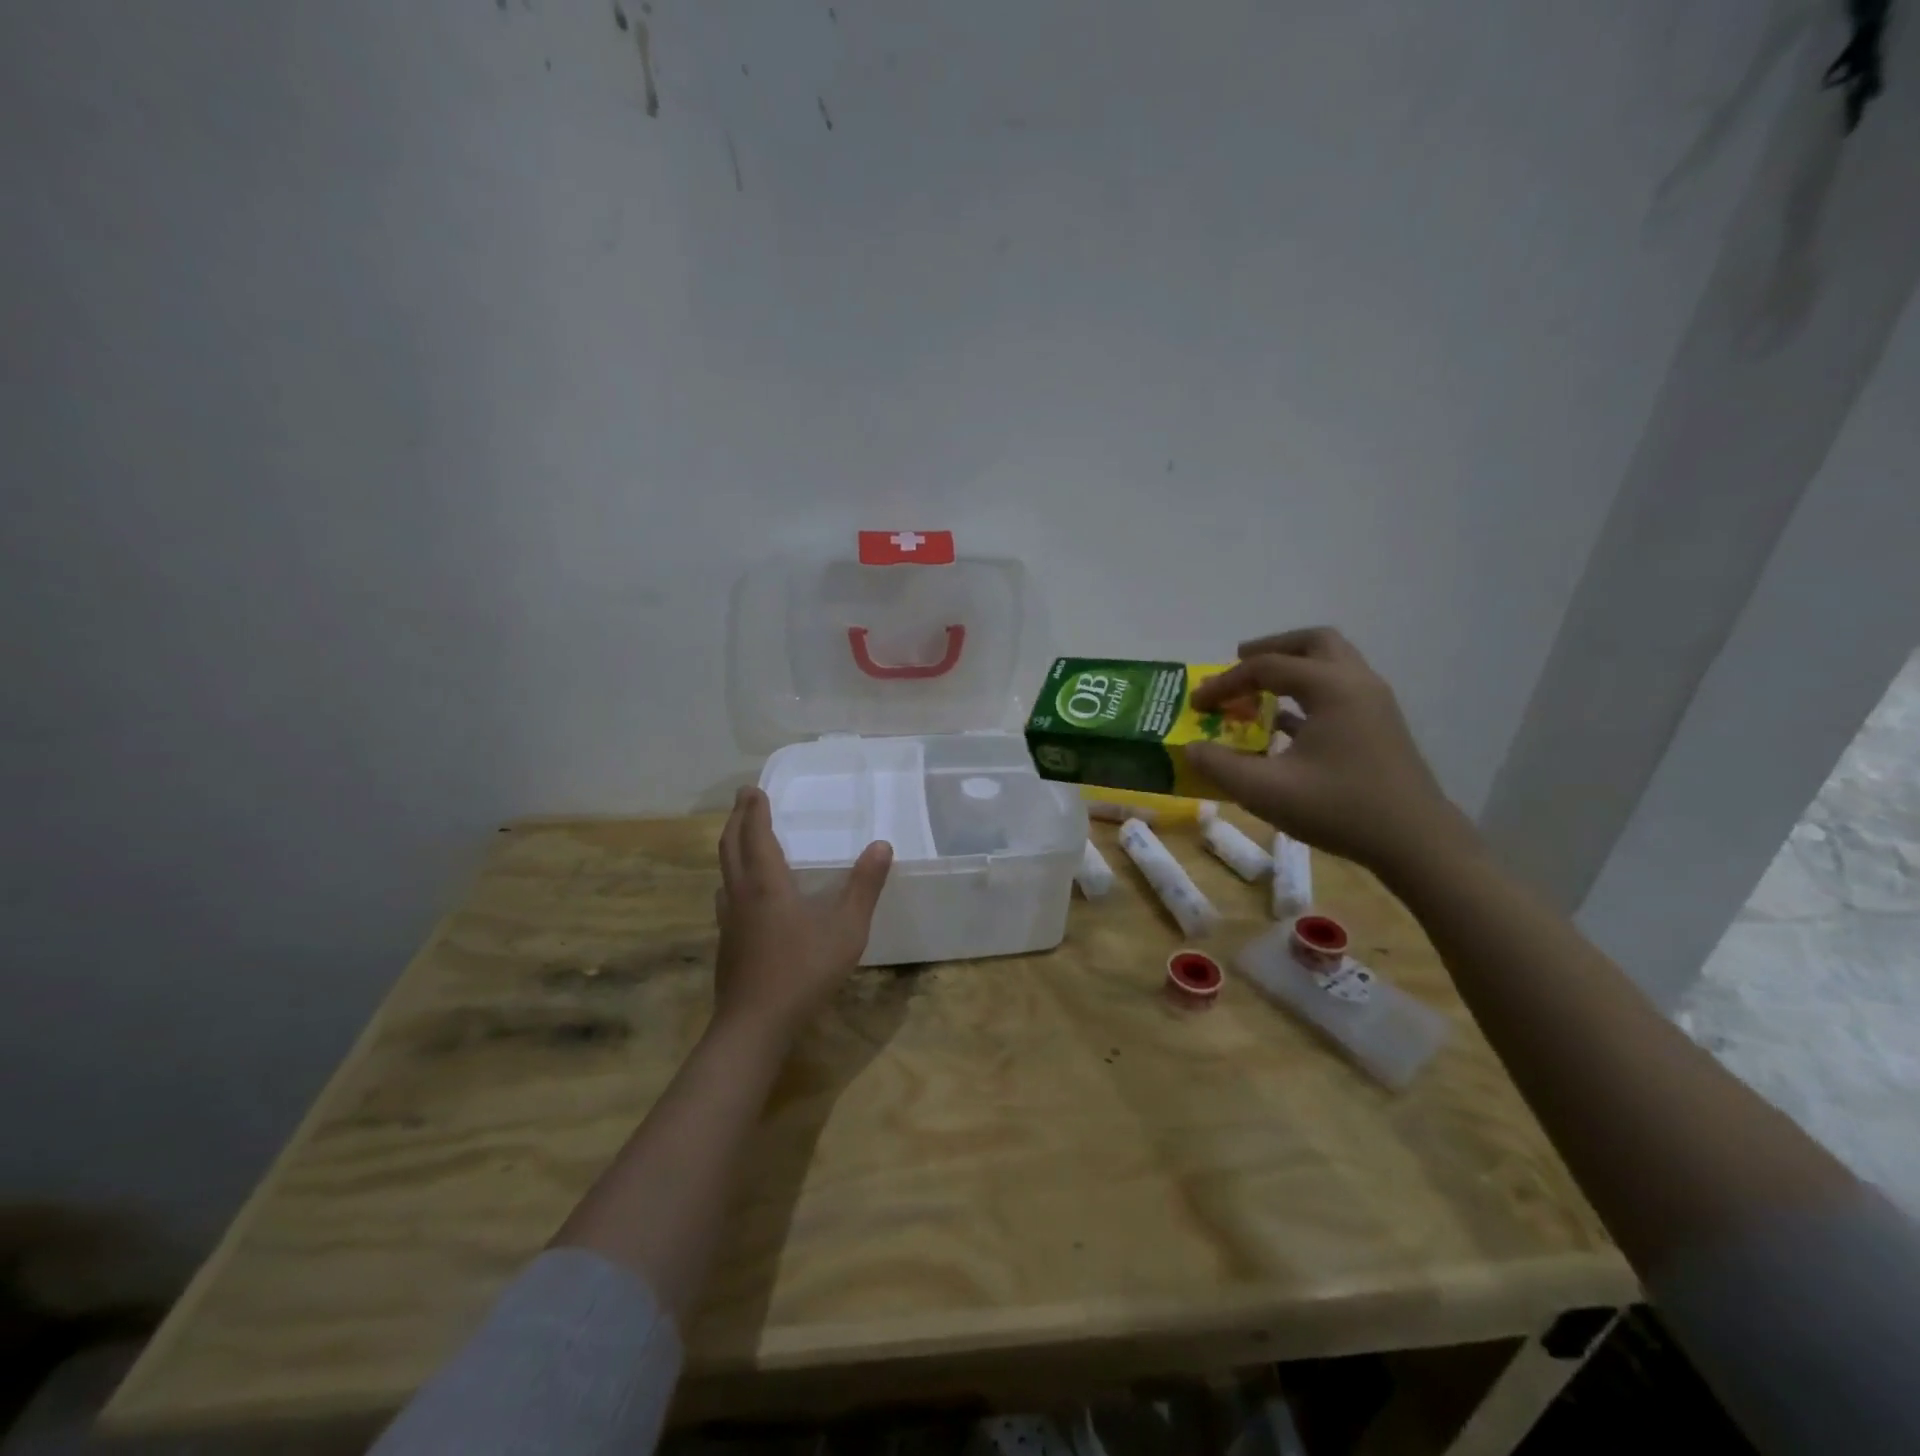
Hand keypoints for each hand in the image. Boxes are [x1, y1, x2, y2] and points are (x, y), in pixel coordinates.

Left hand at [712, 787, 892, 1044]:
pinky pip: (726, 896)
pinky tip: (742, 894)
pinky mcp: (727, 942)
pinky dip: (732, 878)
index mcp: (767, 883)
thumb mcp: (846, 928)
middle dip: (737, 819)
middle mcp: (742, 894)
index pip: (756, 834)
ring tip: (741, 839)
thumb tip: (881, 845)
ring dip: (731, 847)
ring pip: (724, 871)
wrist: (754, 1025)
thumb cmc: (803, 971)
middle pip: (731, 847)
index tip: (752, 788)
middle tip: (743, 800)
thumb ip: (864, 886)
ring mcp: (729, 920)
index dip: (755, 809)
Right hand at [1186, 628, 1474, 875]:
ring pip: (1331, 664)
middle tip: (1239, 664)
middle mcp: (1357, 683)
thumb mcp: (1266, 791)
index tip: (1197, 705)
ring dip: (1292, 668)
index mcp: (1332, 688)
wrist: (1417, 843)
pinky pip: (1339, 690)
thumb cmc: (1340, 809)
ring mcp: (1374, 703)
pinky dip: (1308, 692)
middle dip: (1271, 649)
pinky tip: (1283, 724)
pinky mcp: (1380, 726)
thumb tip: (1191, 749)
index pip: (1266, 667)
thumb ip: (1220, 766)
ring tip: (1259, 689)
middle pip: (1313, 643)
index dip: (1225, 682)